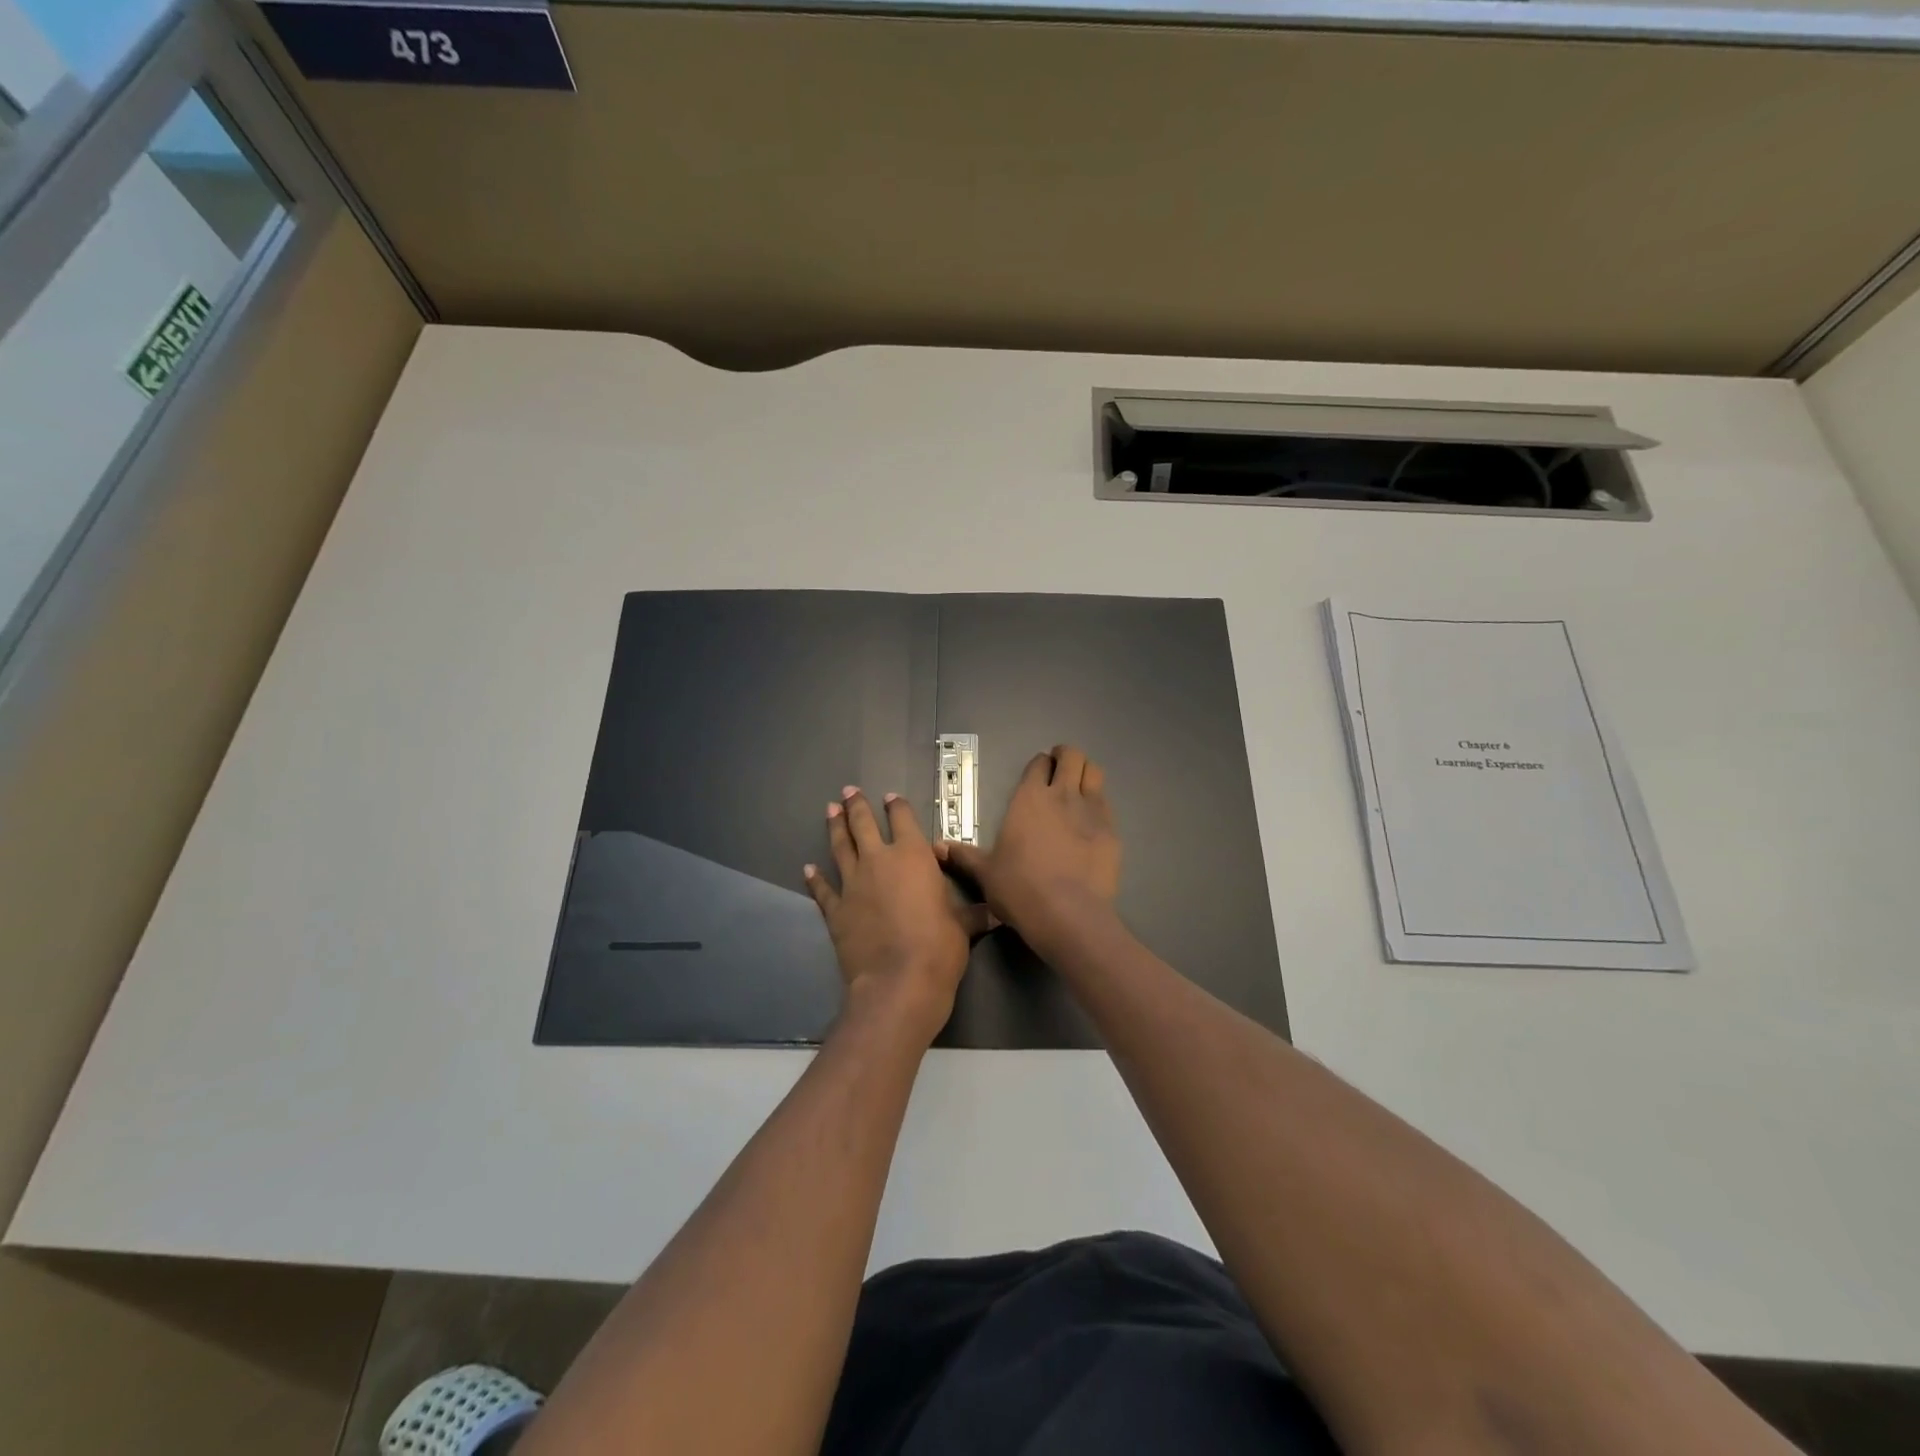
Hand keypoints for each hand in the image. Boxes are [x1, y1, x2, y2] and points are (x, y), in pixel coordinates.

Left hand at [805, 786, 992, 1041]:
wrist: (898, 982)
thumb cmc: (939, 947)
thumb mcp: (964, 926)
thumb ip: (975, 914)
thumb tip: (998, 913)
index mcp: (913, 856)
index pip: (903, 820)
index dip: (897, 807)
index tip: (890, 797)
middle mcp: (879, 861)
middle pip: (863, 825)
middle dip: (856, 806)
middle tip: (848, 791)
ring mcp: (853, 884)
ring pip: (840, 847)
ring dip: (834, 828)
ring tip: (830, 811)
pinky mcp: (836, 910)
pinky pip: (823, 889)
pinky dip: (815, 878)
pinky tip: (808, 869)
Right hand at [935, 744, 1120, 953]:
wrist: (1067, 914)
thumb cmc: (1019, 888)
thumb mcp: (985, 872)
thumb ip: (964, 855)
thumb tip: (937, 846)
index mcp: (1029, 798)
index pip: (1038, 764)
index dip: (1039, 764)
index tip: (1038, 771)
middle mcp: (1062, 795)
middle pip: (1072, 756)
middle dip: (1067, 757)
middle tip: (1061, 768)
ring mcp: (1092, 811)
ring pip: (1094, 773)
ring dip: (1086, 774)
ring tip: (1079, 787)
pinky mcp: (1112, 832)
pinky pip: (1107, 805)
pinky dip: (1099, 805)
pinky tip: (1092, 822)